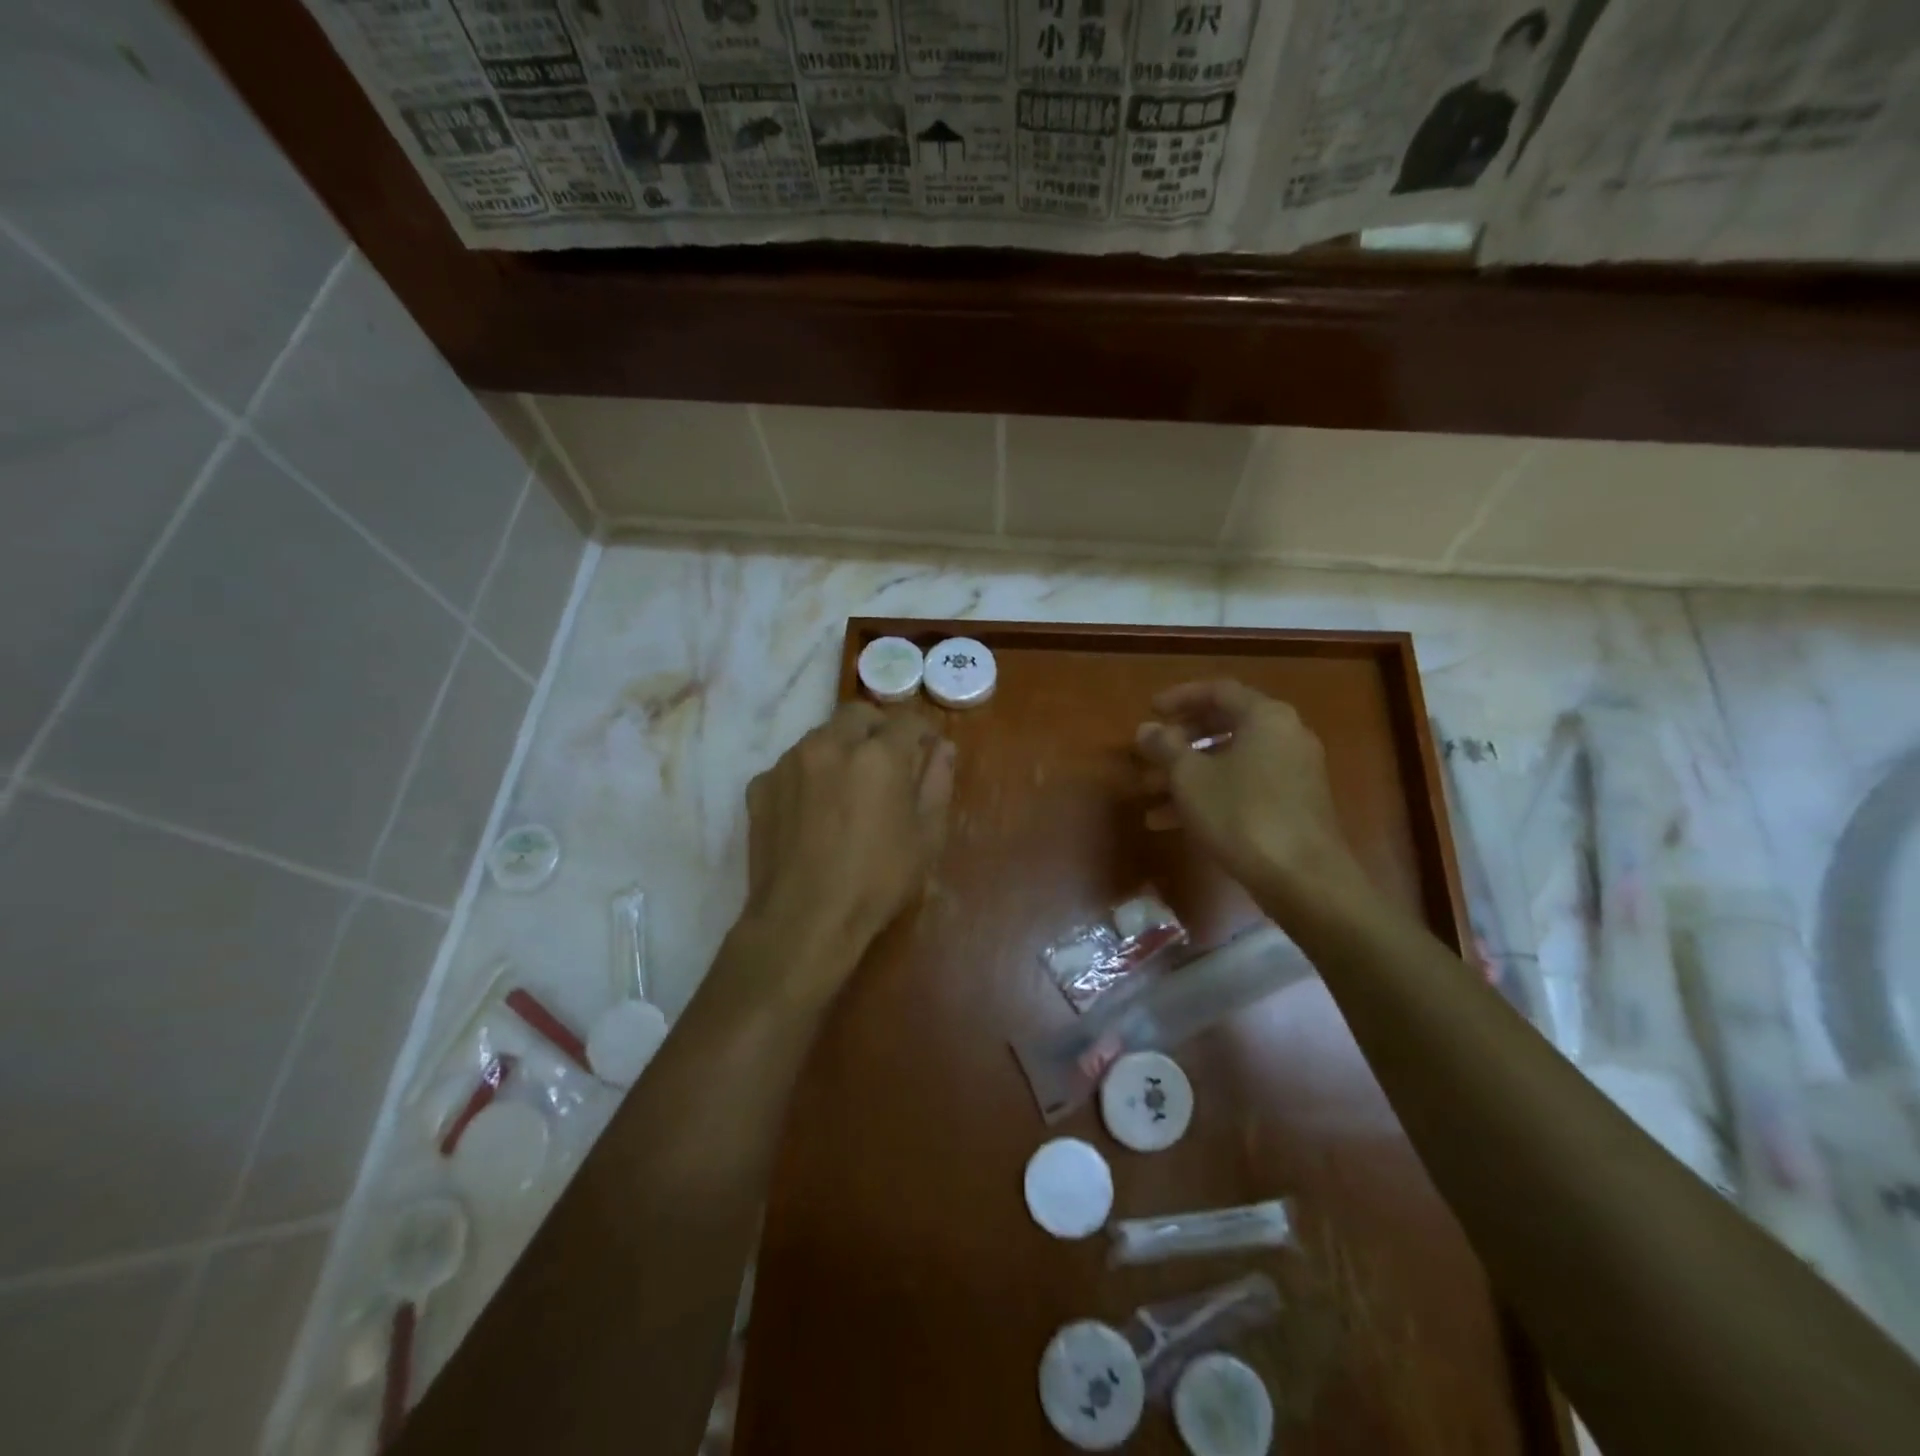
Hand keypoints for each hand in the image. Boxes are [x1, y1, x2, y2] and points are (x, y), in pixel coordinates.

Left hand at [734, 702, 954, 1008]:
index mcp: (878, 755)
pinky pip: (792, 765)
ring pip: (821, 736)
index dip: (923, 731)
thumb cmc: (876, 881)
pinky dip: (808, 775)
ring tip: (848, 787)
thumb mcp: (925, 836)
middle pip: (859, 715)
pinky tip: (814, 810)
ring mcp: (789, 762)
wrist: (803, 920)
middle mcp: (830, 744)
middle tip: (888, 762)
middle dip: (878, 729)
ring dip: (841, 748)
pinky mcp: (760, 785)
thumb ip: (937, 782)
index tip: (927, 749)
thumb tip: (943, 748)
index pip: (907, 720)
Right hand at [1136, 680, 1366, 915]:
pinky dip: (1210, 794)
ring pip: (1230, 761)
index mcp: (1266, 717)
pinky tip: (1173, 822)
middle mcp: (1285, 736)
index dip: (1179, 698)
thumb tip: (1146, 729)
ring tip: (1148, 795)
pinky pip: (1243, 787)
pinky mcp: (1293, 806)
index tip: (1150, 711)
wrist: (1303, 880)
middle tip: (1148, 755)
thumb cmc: (1241, 815)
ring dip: (1187, 774)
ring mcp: (1293, 772)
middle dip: (1180, 742)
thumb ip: (1165, 747)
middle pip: (1224, 726)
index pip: (1218, 691)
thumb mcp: (1190, 778)